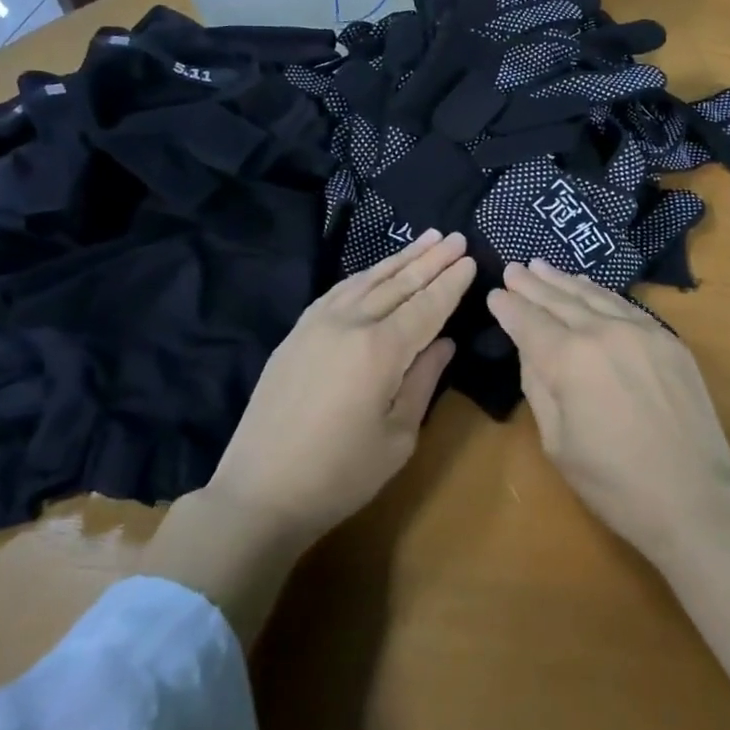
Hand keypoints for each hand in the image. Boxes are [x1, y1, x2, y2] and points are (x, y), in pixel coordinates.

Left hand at [207, 229, 475, 544]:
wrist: (259, 492)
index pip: (426, 306)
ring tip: (427, 239)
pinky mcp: (297, 332)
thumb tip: (444, 342)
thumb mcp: (398, 437)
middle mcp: (350, 324)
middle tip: (457, 237)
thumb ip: (423, 381)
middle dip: (431, 260)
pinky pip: (339, 291)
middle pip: (399, 284)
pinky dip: (365, 275)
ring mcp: (318, 323)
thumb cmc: (339, 475)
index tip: (470, 260)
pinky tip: (377, 269)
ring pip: (368, 280)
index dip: (450, 284)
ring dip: (401, 258)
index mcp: (380, 350)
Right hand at [487, 260, 729, 561]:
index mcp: (569, 359)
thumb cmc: (615, 483)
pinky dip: (600, 292)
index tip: (494, 293)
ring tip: (542, 267)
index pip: (529, 322)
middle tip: (513, 268)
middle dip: (532, 285)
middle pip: (559, 300)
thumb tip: (531, 350)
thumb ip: (539, 387)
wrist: (696, 497)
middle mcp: (603, 332)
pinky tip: (588, 287)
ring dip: (564, 281)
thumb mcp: (557, 443)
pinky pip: (625, 304)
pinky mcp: (668, 339)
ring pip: (593, 295)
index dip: (509, 307)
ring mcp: (640, 331)